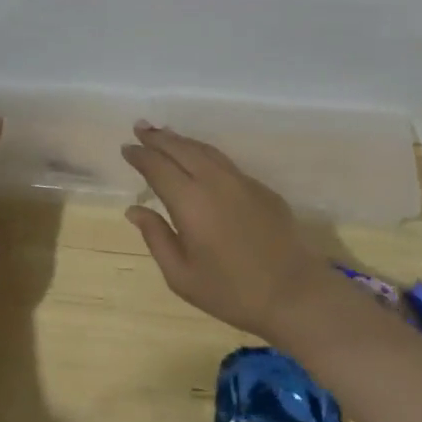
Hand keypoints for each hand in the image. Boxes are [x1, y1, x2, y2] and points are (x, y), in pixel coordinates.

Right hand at [120, 122, 332, 342]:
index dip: (141, 155)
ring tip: (164, 134)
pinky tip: (199, 158)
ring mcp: (240, 180)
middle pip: (181, 148)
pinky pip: (224, 161)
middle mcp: (214, 181)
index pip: (158, 167)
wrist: (294, 294)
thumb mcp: (182, 276)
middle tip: (140, 127)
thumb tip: (135, 210)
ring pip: (205, 150)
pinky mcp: (260, 187)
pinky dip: (204, 153)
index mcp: (190, 202)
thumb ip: (156, 238)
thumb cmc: (232, 292)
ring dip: (181, 140)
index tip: (127, 148)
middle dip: (158, 137)